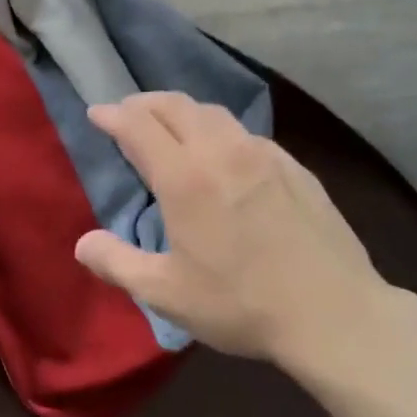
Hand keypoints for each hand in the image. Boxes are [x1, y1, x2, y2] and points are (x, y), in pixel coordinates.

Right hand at [74, 92, 401, 365]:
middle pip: (176, 105)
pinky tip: (224, 156)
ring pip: (214, 113)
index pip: (138, 126)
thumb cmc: (241, 304)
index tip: (96, 112)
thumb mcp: (166, 293)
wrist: (334, 313)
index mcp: (185, 178)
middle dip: (144, 103)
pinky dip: (219, 131)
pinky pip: (246, 133)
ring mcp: (264, 155)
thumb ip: (116, 264)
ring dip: (183, 112)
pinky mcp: (294, 167)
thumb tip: (82, 243)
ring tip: (171, 128)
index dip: (112, 114)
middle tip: (127, 113)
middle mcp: (222, 152)